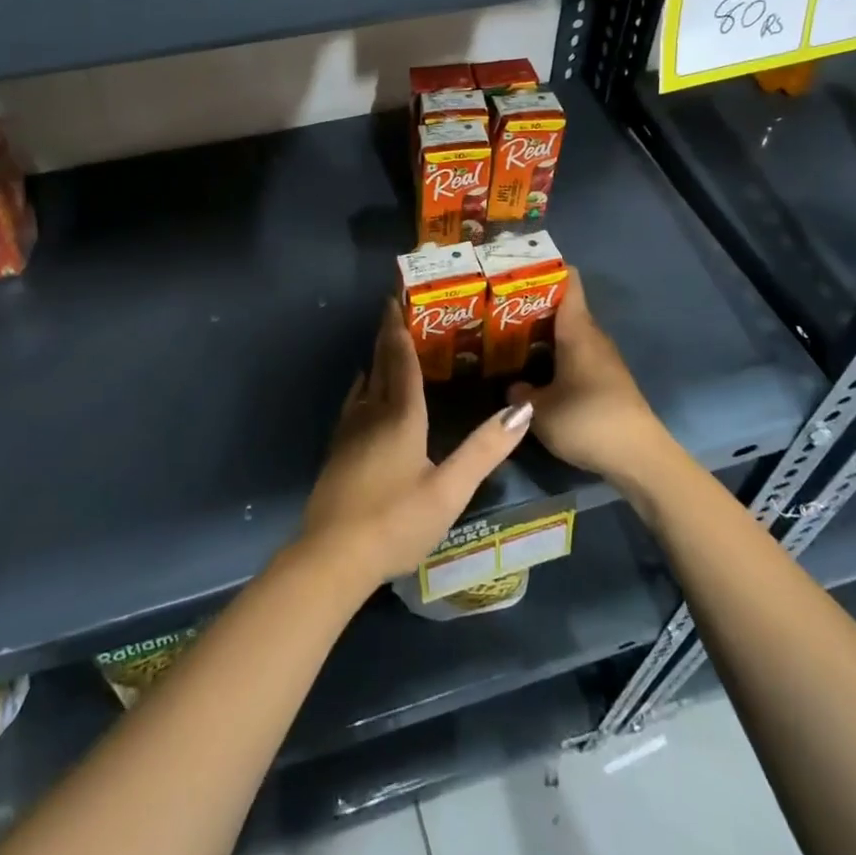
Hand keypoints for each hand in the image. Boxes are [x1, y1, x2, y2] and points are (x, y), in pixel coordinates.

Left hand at [300, 302, 532, 586]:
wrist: (334, 555)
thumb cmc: (397, 521)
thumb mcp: (449, 490)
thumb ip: (484, 450)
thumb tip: (521, 409)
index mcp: (401, 415)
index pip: (401, 360)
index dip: (400, 328)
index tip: (396, 298)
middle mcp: (372, 412)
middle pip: (380, 363)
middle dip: (387, 334)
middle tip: (392, 307)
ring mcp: (350, 429)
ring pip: (365, 380)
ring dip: (376, 356)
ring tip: (386, 341)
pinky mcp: (338, 448)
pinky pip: (354, 400)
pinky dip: (364, 383)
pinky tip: (364, 389)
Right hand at [511, 271, 672, 485]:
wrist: (638, 458)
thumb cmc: (586, 420)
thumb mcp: (538, 410)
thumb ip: (519, 393)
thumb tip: (512, 387)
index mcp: (577, 330)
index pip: (569, 281)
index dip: (546, 269)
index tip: (517, 270)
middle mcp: (592, 337)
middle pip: (564, 308)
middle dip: (533, 306)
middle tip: (498, 309)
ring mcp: (603, 360)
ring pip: (569, 334)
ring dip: (544, 335)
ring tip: (510, 339)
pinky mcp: (608, 382)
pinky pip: (576, 356)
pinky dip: (556, 357)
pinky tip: (536, 372)